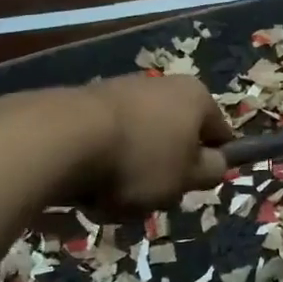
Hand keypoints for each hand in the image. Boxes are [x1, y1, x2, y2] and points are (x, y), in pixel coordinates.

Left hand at [72, 75, 232, 213]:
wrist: (62, 138)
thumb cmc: (139, 160)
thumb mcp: (186, 178)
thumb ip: (211, 170)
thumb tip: (217, 161)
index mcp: (196, 96)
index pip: (220, 133)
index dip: (210, 164)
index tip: (192, 187)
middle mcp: (162, 84)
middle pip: (175, 137)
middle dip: (165, 169)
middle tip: (151, 196)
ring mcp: (122, 89)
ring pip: (140, 142)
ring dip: (131, 170)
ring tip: (112, 196)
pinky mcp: (85, 102)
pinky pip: (106, 141)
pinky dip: (101, 162)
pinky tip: (86, 184)